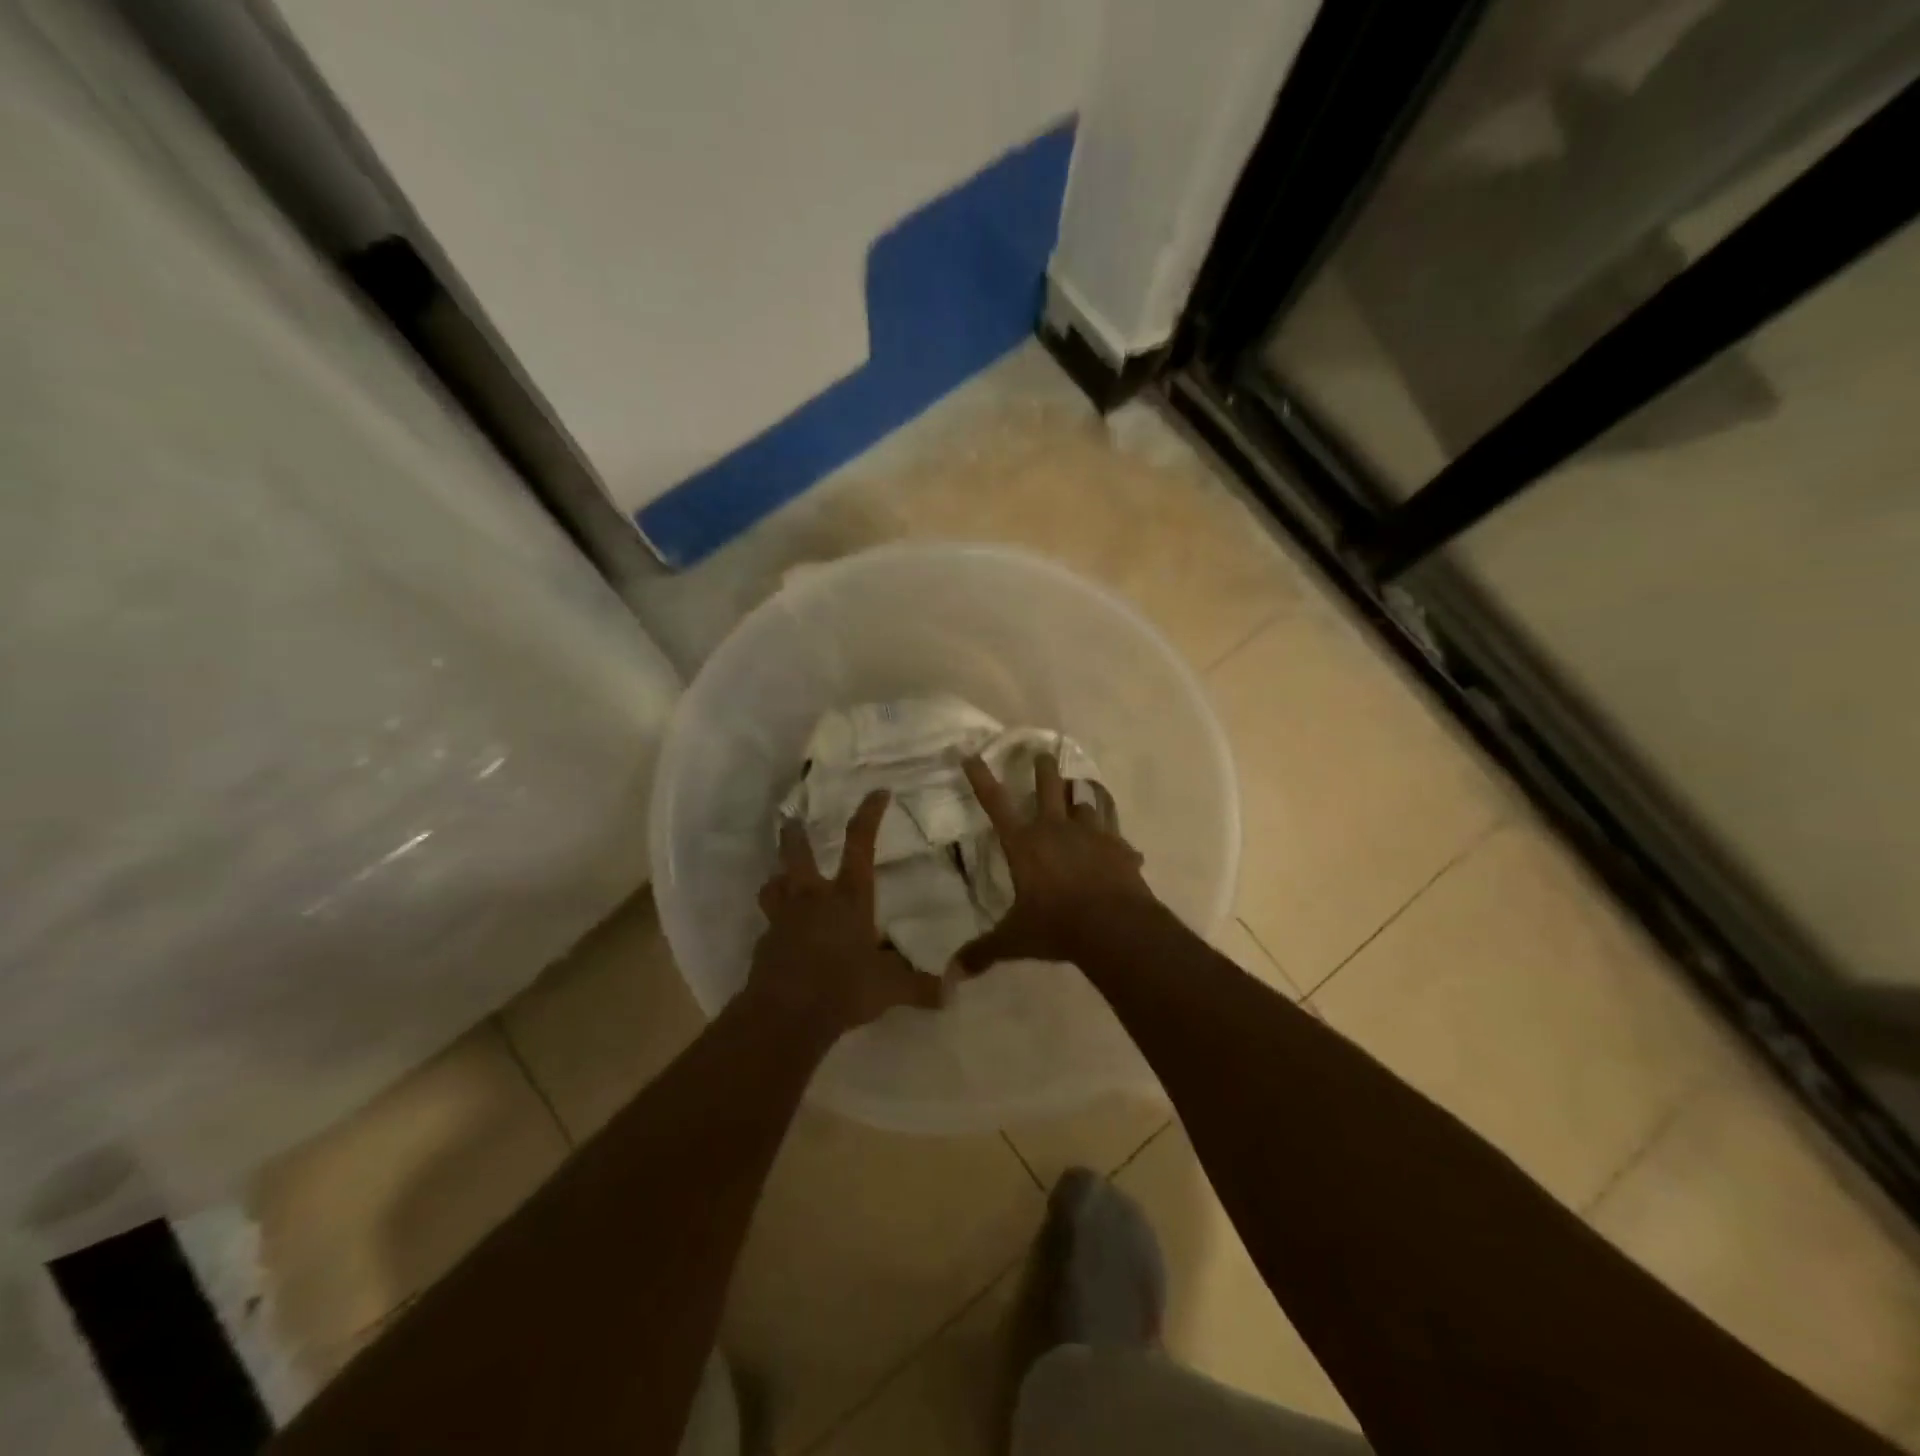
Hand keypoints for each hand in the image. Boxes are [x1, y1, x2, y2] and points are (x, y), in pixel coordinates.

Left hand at [747, 789, 942, 1042]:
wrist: (785, 1015)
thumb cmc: (843, 988)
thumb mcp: (889, 989)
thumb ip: (920, 987)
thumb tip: (953, 991)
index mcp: (848, 897)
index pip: (860, 843)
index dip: (869, 815)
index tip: (878, 792)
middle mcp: (813, 898)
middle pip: (797, 854)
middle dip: (795, 835)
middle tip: (790, 820)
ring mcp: (783, 919)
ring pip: (773, 885)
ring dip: (777, 878)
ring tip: (780, 877)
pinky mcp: (764, 944)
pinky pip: (768, 925)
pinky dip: (774, 924)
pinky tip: (781, 936)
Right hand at [953, 752, 1157, 974]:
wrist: (1114, 927)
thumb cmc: (1057, 926)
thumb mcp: (1015, 939)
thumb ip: (984, 952)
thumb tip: (951, 974)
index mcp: (1025, 844)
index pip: (995, 804)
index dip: (981, 779)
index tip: (971, 755)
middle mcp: (1056, 829)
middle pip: (1049, 787)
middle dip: (1043, 768)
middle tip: (1042, 753)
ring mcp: (1092, 834)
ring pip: (1086, 802)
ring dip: (1081, 797)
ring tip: (1081, 790)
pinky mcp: (1119, 847)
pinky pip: (1116, 832)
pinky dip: (1115, 836)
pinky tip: (1122, 845)